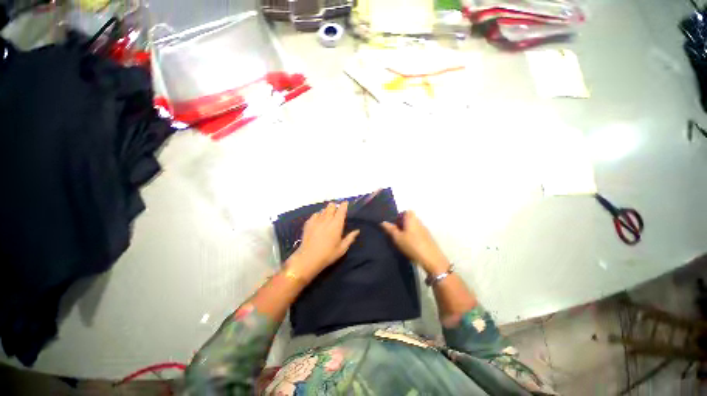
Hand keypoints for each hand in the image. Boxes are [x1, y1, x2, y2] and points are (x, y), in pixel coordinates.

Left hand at [288, 202, 359, 281]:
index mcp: (337, 223)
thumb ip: (350, 238)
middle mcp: (327, 219)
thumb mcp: (342, 248)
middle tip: (336, 213)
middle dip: (335, 207)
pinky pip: (315, 214)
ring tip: (327, 217)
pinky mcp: (308, 223)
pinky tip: (318, 222)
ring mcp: (316, 220)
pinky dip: (318, 216)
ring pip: (323, 209)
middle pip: (331, 206)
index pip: (341, 209)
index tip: (346, 204)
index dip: (344, 205)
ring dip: (327, 211)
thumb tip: (357, 231)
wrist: (308, 258)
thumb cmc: (328, 254)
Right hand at [381, 211, 449, 275]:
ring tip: (401, 240)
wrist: (431, 259)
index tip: (394, 225)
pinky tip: (409, 245)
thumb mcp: (397, 238)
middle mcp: (419, 221)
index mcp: (411, 219)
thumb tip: (383, 222)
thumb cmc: (412, 245)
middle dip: (402, 224)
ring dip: (407, 231)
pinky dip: (412, 236)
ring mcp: (424, 229)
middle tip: (396, 233)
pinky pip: (417, 232)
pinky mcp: (428, 237)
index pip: (405, 212)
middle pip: (409, 219)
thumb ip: (390, 229)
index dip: (399, 216)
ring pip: (413, 226)